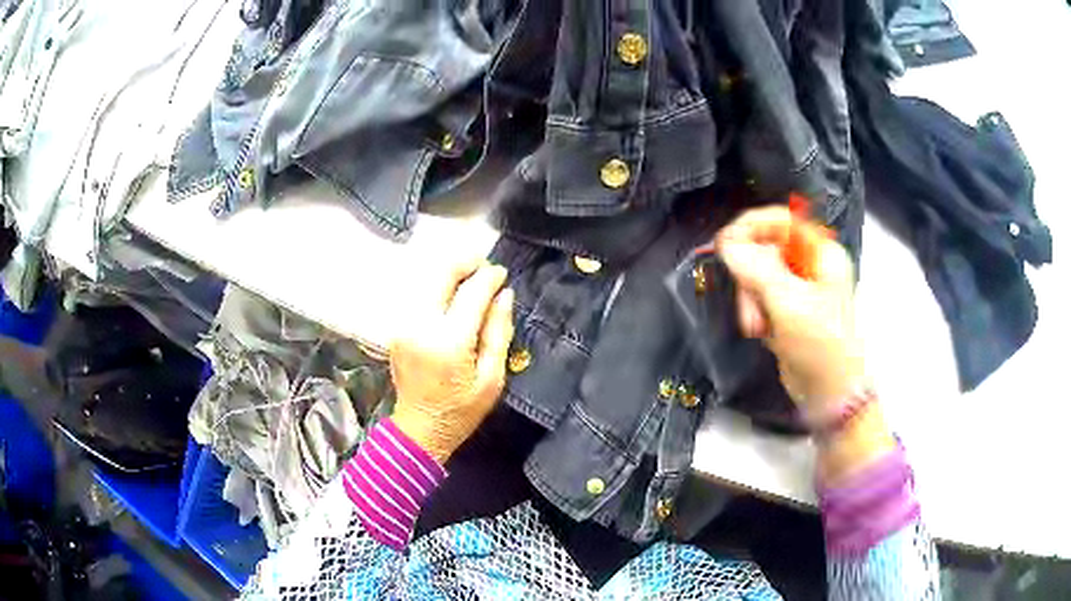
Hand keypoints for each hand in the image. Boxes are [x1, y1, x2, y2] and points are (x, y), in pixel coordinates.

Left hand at [389, 260, 514, 463]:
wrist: (419, 429)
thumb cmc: (462, 409)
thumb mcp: (492, 378)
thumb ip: (498, 332)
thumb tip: (504, 294)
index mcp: (449, 341)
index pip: (471, 292)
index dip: (490, 277)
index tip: (503, 273)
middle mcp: (421, 325)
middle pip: (441, 274)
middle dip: (465, 263)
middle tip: (485, 268)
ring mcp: (404, 324)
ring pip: (426, 279)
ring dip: (450, 273)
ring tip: (470, 281)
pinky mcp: (397, 328)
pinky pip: (418, 295)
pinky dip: (436, 287)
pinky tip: (451, 297)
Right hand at [716, 206, 865, 424]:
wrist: (829, 393)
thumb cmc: (820, 343)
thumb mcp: (789, 303)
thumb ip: (756, 269)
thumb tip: (726, 243)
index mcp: (821, 253)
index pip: (781, 221)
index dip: (752, 226)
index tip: (725, 243)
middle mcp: (811, 265)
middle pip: (765, 249)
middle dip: (750, 276)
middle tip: (748, 303)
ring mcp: (799, 289)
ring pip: (758, 276)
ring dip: (750, 299)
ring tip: (755, 326)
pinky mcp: (787, 311)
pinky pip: (760, 298)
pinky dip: (754, 312)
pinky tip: (761, 331)